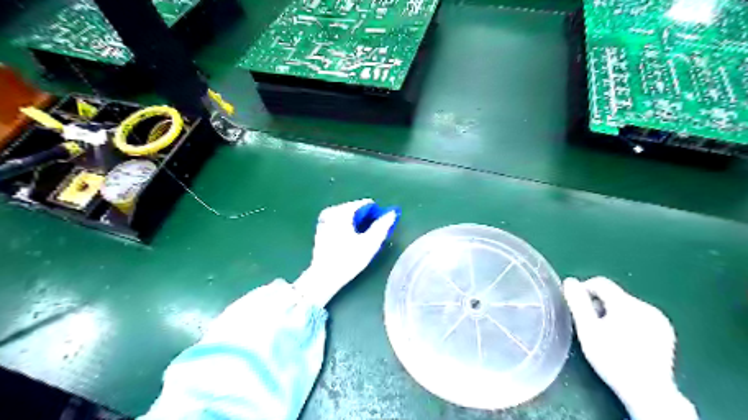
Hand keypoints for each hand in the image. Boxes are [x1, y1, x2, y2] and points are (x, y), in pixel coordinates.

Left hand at [292, 199, 398, 307]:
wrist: (323, 277)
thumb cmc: (348, 260)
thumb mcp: (370, 243)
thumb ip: (382, 226)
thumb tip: (392, 212)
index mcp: (343, 211)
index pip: (366, 204)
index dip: (376, 215)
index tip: (379, 230)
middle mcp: (332, 211)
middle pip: (357, 209)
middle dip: (366, 220)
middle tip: (370, 238)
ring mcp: (324, 219)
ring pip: (348, 216)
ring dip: (357, 225)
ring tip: (360, 242)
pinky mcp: (321, 228)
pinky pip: (340, 222)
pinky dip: (347, 228)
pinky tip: (349, 243)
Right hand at [564, 277, 697, 417]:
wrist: (648, 392)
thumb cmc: (612, 359)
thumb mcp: (588, 330)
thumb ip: (578, 303)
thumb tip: (570, 281)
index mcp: (627, 304)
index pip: (601, 283)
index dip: (584, 290)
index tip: (577, 307)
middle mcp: (646, 307)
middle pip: (614, 295)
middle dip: (599, 305)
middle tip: (590, 326)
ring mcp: (659, 320)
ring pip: (626, 306)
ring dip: (612, 314)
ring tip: (607, 335)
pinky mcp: (666, 332)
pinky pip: (639, 317)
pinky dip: (628, 322)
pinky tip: (625, 341)